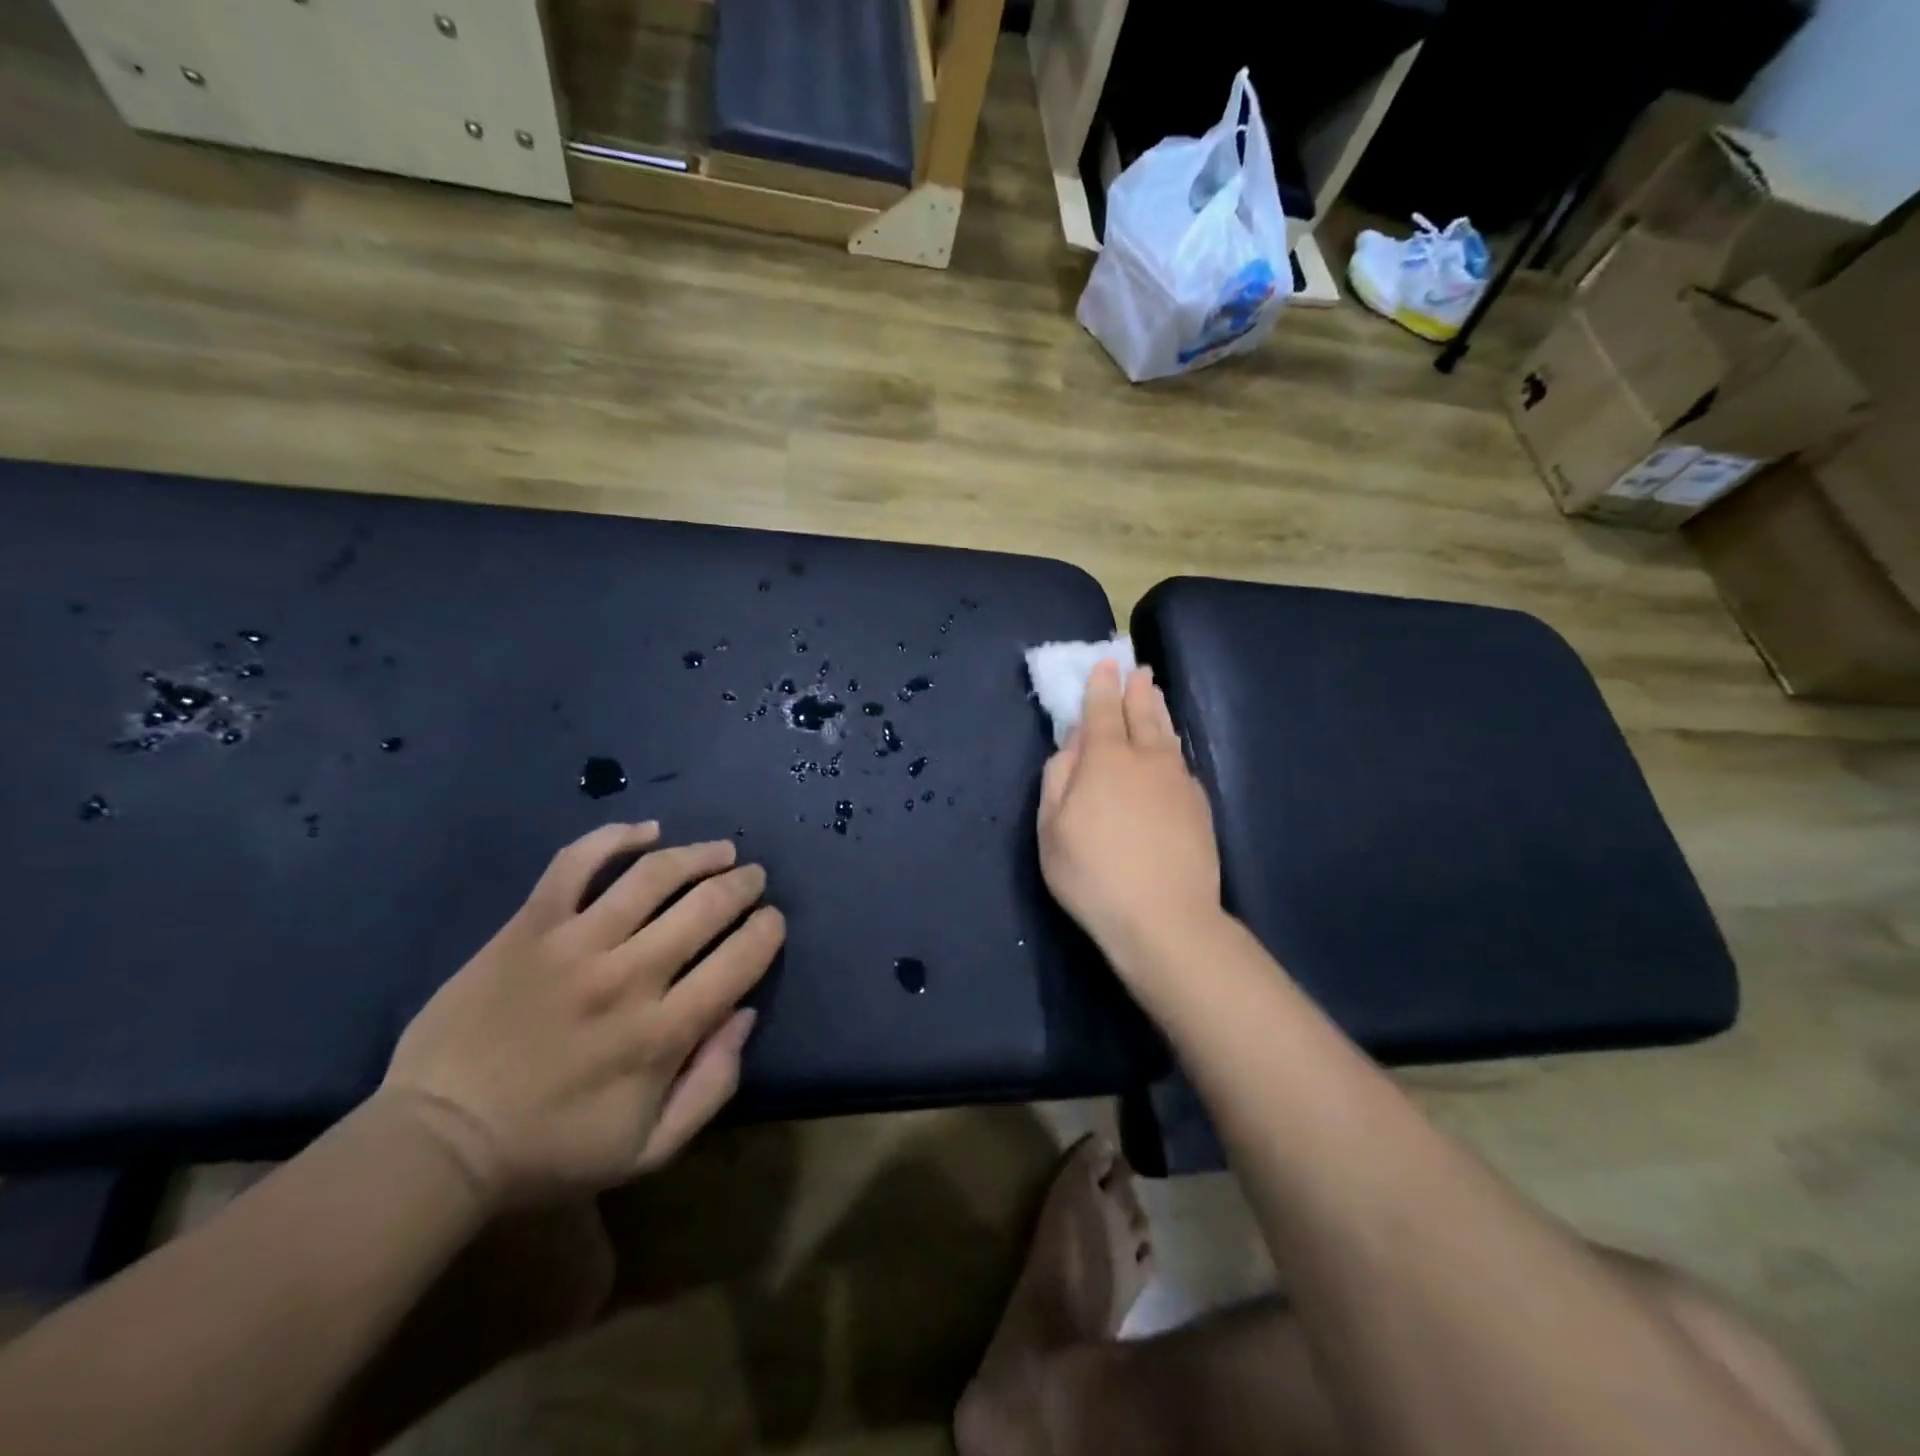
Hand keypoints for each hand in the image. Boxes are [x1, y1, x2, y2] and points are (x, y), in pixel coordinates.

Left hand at [381, 823, 783, 1206]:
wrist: (438, 1142)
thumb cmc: (551, 1150)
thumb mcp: (649, 1149)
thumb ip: (712, 1085)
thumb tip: (746, 1015)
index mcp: (664, 1032)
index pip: (741, 959)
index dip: (768, 930)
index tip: (772, 921)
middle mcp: (629, 975)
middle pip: (706, 906)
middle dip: (743, 884)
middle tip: (752, 877)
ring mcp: (575, 944)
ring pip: (653, 875)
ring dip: (698, 854)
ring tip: (719, 850)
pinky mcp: (529, 926)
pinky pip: (575, 863)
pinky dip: (614, 837)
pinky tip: (646, 830)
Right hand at [1039, 662, 1220, 964]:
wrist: (1165, 918)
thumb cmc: (1093, 874)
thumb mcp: (1051, 829)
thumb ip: (1058, 779)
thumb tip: (1071, 745)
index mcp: (1106, 760)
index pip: (1103, 711)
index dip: (1102, 686)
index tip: (1106, 663)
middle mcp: (1147, 760)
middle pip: (1143, 714)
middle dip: (1137, 690)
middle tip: (1138, 670)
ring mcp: (1178, 782)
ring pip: (1168, 735)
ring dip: (1159, 711)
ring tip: (1156, 694)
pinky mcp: (1199, 807)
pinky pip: (1181, 762)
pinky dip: (1173, 746)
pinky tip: (1172, 750)